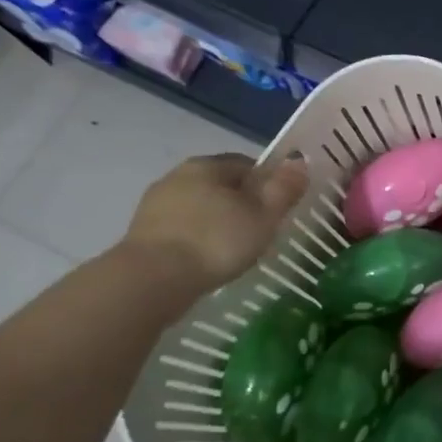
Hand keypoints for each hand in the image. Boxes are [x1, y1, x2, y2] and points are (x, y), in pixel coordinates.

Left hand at [121, 151, 308, 294]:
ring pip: (199, 208)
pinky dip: (197, 241)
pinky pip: (182, 230)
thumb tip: (299, 161)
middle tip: (260, 233)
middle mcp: (177, 176)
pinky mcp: (143, 234)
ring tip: (234, 251)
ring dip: (216, 224)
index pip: (247, 165)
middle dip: (240, 205)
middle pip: (221, 186)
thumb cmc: (216, 241)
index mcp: (207, 165)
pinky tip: (207, 261)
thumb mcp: (263, 215)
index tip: (278, 211)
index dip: (268, 186)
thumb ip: (284, 187)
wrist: (153, 280)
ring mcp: (155, 205)